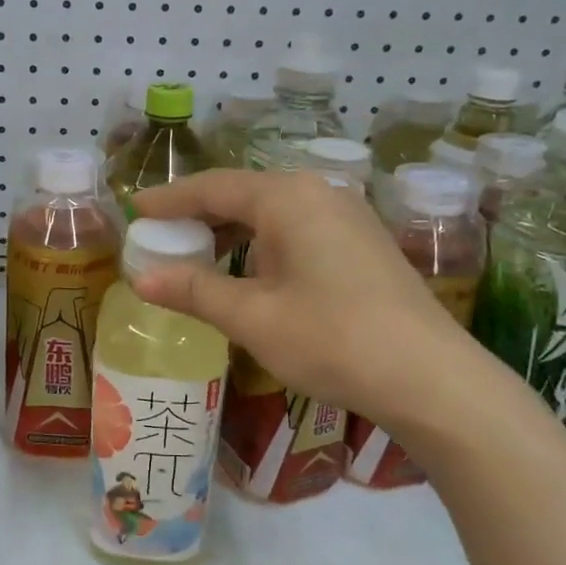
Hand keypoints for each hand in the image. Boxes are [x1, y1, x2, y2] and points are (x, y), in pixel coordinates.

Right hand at [131, 169, 496, 435]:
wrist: (430, 377)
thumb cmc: (331, 339)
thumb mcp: (251, 317)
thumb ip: (193, 290)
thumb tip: (141, 279)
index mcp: (287, 198)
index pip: (212, 187)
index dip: (170, 199)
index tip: (135, 209)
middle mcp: (318, 193)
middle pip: (243, 194)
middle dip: (199, 215)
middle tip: (161, 236)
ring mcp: (347, 216)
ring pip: (272, 212)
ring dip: (231, 232)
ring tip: (197, 257)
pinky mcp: (362, 243)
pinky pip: (297, 229)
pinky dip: (262, 244)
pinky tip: (251, 273)